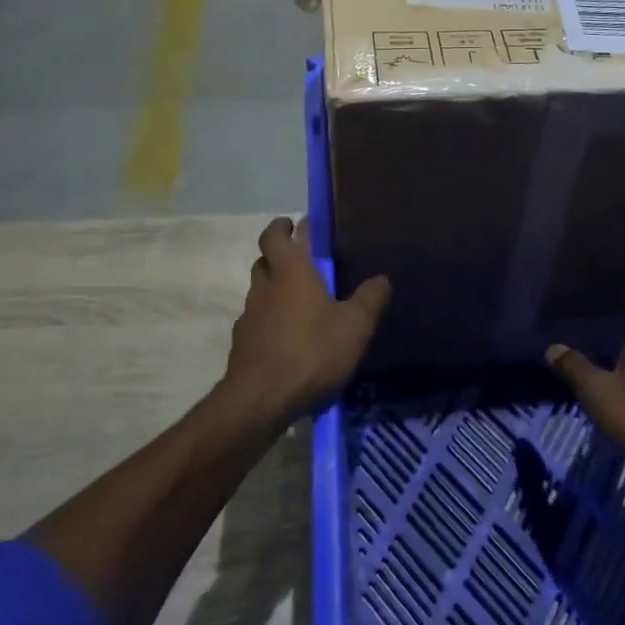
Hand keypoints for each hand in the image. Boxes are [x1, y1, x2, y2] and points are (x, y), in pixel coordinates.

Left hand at [222, 217, 390, 425]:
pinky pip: (257, 323)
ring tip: (301, 305)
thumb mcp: (355, 326)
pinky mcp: (242, 346)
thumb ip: (370, 299)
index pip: (274, 236)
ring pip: (260, 293)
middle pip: (264, 262)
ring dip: (275, 291)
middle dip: (280, 257)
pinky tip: (288, 340)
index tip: (293, 224)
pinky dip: (270, 322)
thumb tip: (382, 278)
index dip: (281, 226)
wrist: (260, 400)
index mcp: (290, 272)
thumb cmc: (311, 352)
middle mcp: (264, 288)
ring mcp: (249, 317)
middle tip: (303, 263)